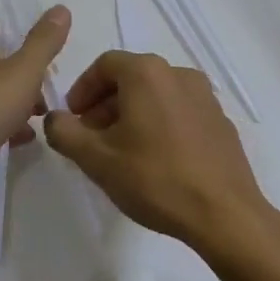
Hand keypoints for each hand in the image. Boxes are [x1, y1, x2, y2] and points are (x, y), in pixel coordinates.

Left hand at [0, 7, 70, 211]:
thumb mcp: (23, 69)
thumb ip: (44, 41)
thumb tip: (60, 9)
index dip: (15, 32)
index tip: (41, 46)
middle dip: (25, 71)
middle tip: (48, 83)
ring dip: (21, 101)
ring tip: (44, 112)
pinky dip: (11, 127)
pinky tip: (29, 137)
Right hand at [44, 51, 273, 249]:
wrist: (225, 215)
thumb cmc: (155, 179)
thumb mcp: (96, 159)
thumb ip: (64, 132)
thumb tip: (54, 119)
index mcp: (146, 72)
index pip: (104, 65)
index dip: (82, 89)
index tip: (73, 118)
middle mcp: (178, 74)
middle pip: (131, 78)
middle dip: (105, 104)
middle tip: (92, 137)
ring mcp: (205, 97)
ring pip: (156, 95)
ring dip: (133, 115)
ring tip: (122, 151)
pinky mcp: (221, 122)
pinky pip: (180, 112)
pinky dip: (160, 125)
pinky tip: (156, 160)